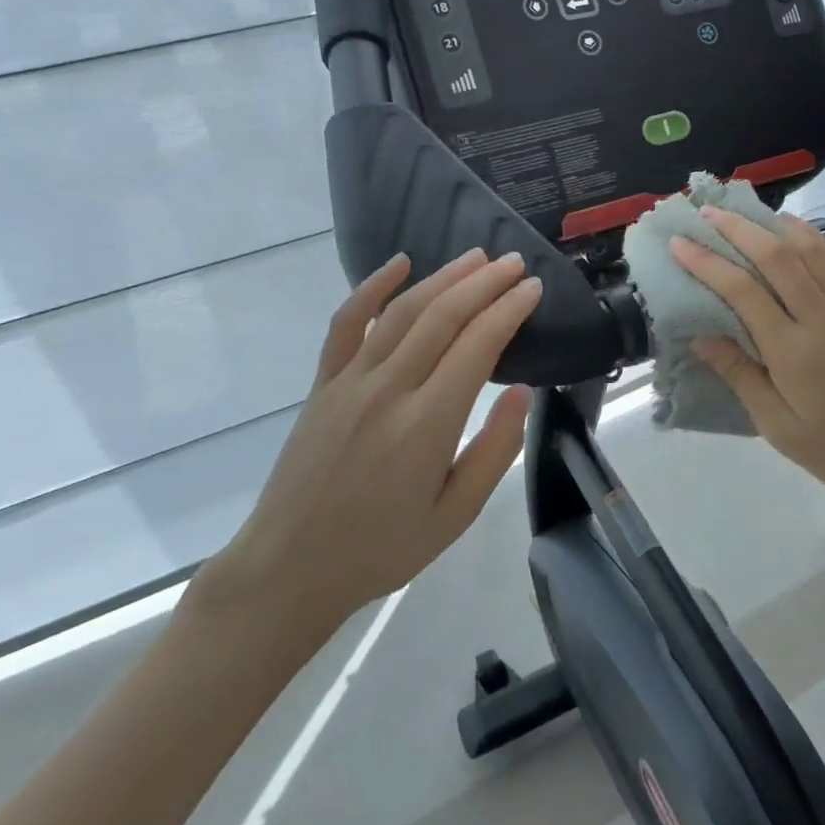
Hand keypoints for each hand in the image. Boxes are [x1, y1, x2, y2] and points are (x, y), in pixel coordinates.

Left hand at [197, 249, 540, 626]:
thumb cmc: (382, 548)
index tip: (533, 288)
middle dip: (484, 283)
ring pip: (402, 311)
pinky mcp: (323, 382)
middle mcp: (389, 389)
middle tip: (514, 263)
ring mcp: (350, 380)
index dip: (509, 310)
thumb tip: (521, 392)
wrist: (291, 565)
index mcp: (427, 424)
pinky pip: (347, 323)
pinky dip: (372, 287)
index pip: (477, 345)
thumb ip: (494, 451)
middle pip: (443, 316)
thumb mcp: (454, 516)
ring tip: (476, 259)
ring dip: (442, 278)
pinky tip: (399, 264)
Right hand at [670, 209, 824, 506]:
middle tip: (706, 212)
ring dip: (775, 224)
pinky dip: (815, 237)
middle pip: (777, 256)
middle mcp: (824, 318)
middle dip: (737, 229)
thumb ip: (739, 375)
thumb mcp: (777, 425)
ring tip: (746, 212)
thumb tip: (699, 336)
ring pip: (811, 248)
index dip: (706, 262)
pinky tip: (797, 229)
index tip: (678, 243)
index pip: (742, 291)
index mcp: (794, 351)